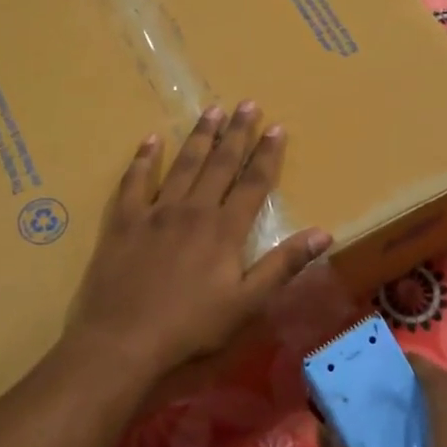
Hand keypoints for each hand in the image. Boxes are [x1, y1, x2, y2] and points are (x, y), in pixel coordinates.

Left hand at [66, 102, 331, 387]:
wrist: (122, 342)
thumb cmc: (191, 329)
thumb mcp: (247, 304)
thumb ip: (283, 265)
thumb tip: (324, 233)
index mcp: (224, 230)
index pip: (253, 183)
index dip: (267, 155)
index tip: (277, 127)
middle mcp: (192, 210)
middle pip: (220, 164)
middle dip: (236, 133)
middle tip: (247, 104)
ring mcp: (154, 212)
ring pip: (182, 165)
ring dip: (199, 137)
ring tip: (212, 111)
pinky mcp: (122, 222)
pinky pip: (133, 181)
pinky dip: (143, 159)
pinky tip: (150, 140)